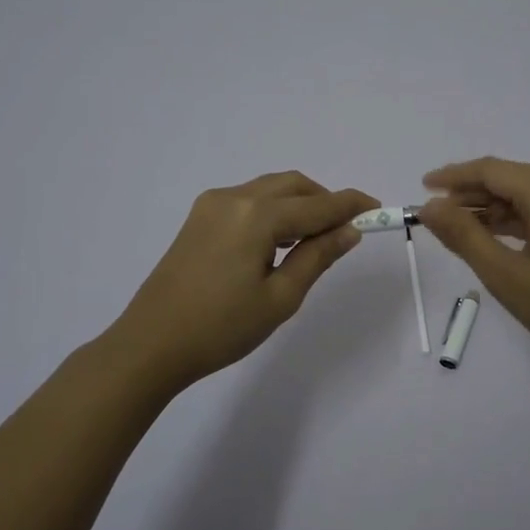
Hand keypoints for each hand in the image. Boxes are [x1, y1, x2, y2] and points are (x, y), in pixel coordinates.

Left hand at [105, 173, 377, 394]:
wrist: (151, 344)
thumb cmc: (221, 327)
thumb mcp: (280, 297)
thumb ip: (317, 256)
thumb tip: (349, 231)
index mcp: (257, 216)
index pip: (317, 204)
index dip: (350, 205)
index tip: (377, 207)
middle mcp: (234, 197)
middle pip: (293, 186)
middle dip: (324, 201)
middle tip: (345, 230)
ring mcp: (211, 204)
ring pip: (269, 190)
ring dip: (298, 204)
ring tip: (314, 239)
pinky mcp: (198, 217)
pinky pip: (248, 200)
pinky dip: (273, 210)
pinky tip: (279, 241)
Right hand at [419, 158, 529, 379]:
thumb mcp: (505, 275)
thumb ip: (464, 236)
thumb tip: (429, 206)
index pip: (493, 170)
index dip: (454, 176)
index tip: (422, 187)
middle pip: (510, 178)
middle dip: (471, 193)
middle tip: (435, 215)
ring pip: (526, 194)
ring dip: (491, 207)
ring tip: (457, 228)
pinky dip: (514, 219)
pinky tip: (492, 236)